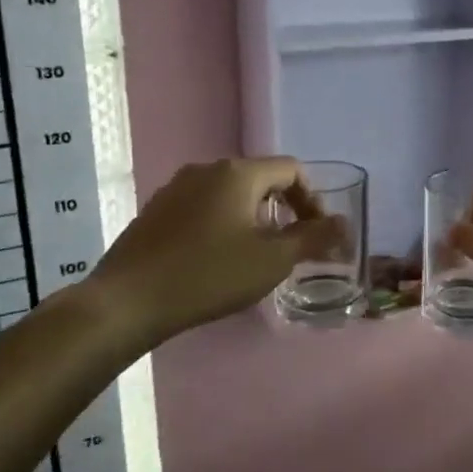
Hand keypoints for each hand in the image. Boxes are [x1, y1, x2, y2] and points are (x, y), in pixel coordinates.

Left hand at [78, 158, 340, 355]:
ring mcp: (175, 189)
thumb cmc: (209, 275)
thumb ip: (313, 238)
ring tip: (256, 255)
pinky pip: (203, 208)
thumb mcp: (272, 260)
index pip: (291, 170)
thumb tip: (344, 225)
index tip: (316, 233)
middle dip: (283, 209)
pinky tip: (216, 260)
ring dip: (253, 218)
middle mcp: (206, 170)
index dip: (312, 199)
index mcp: (237, 173)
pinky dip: (223, 225)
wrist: (128, 301)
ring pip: (230, 194)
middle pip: (260, 179)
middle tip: (290, 246)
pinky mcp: (155, 212)